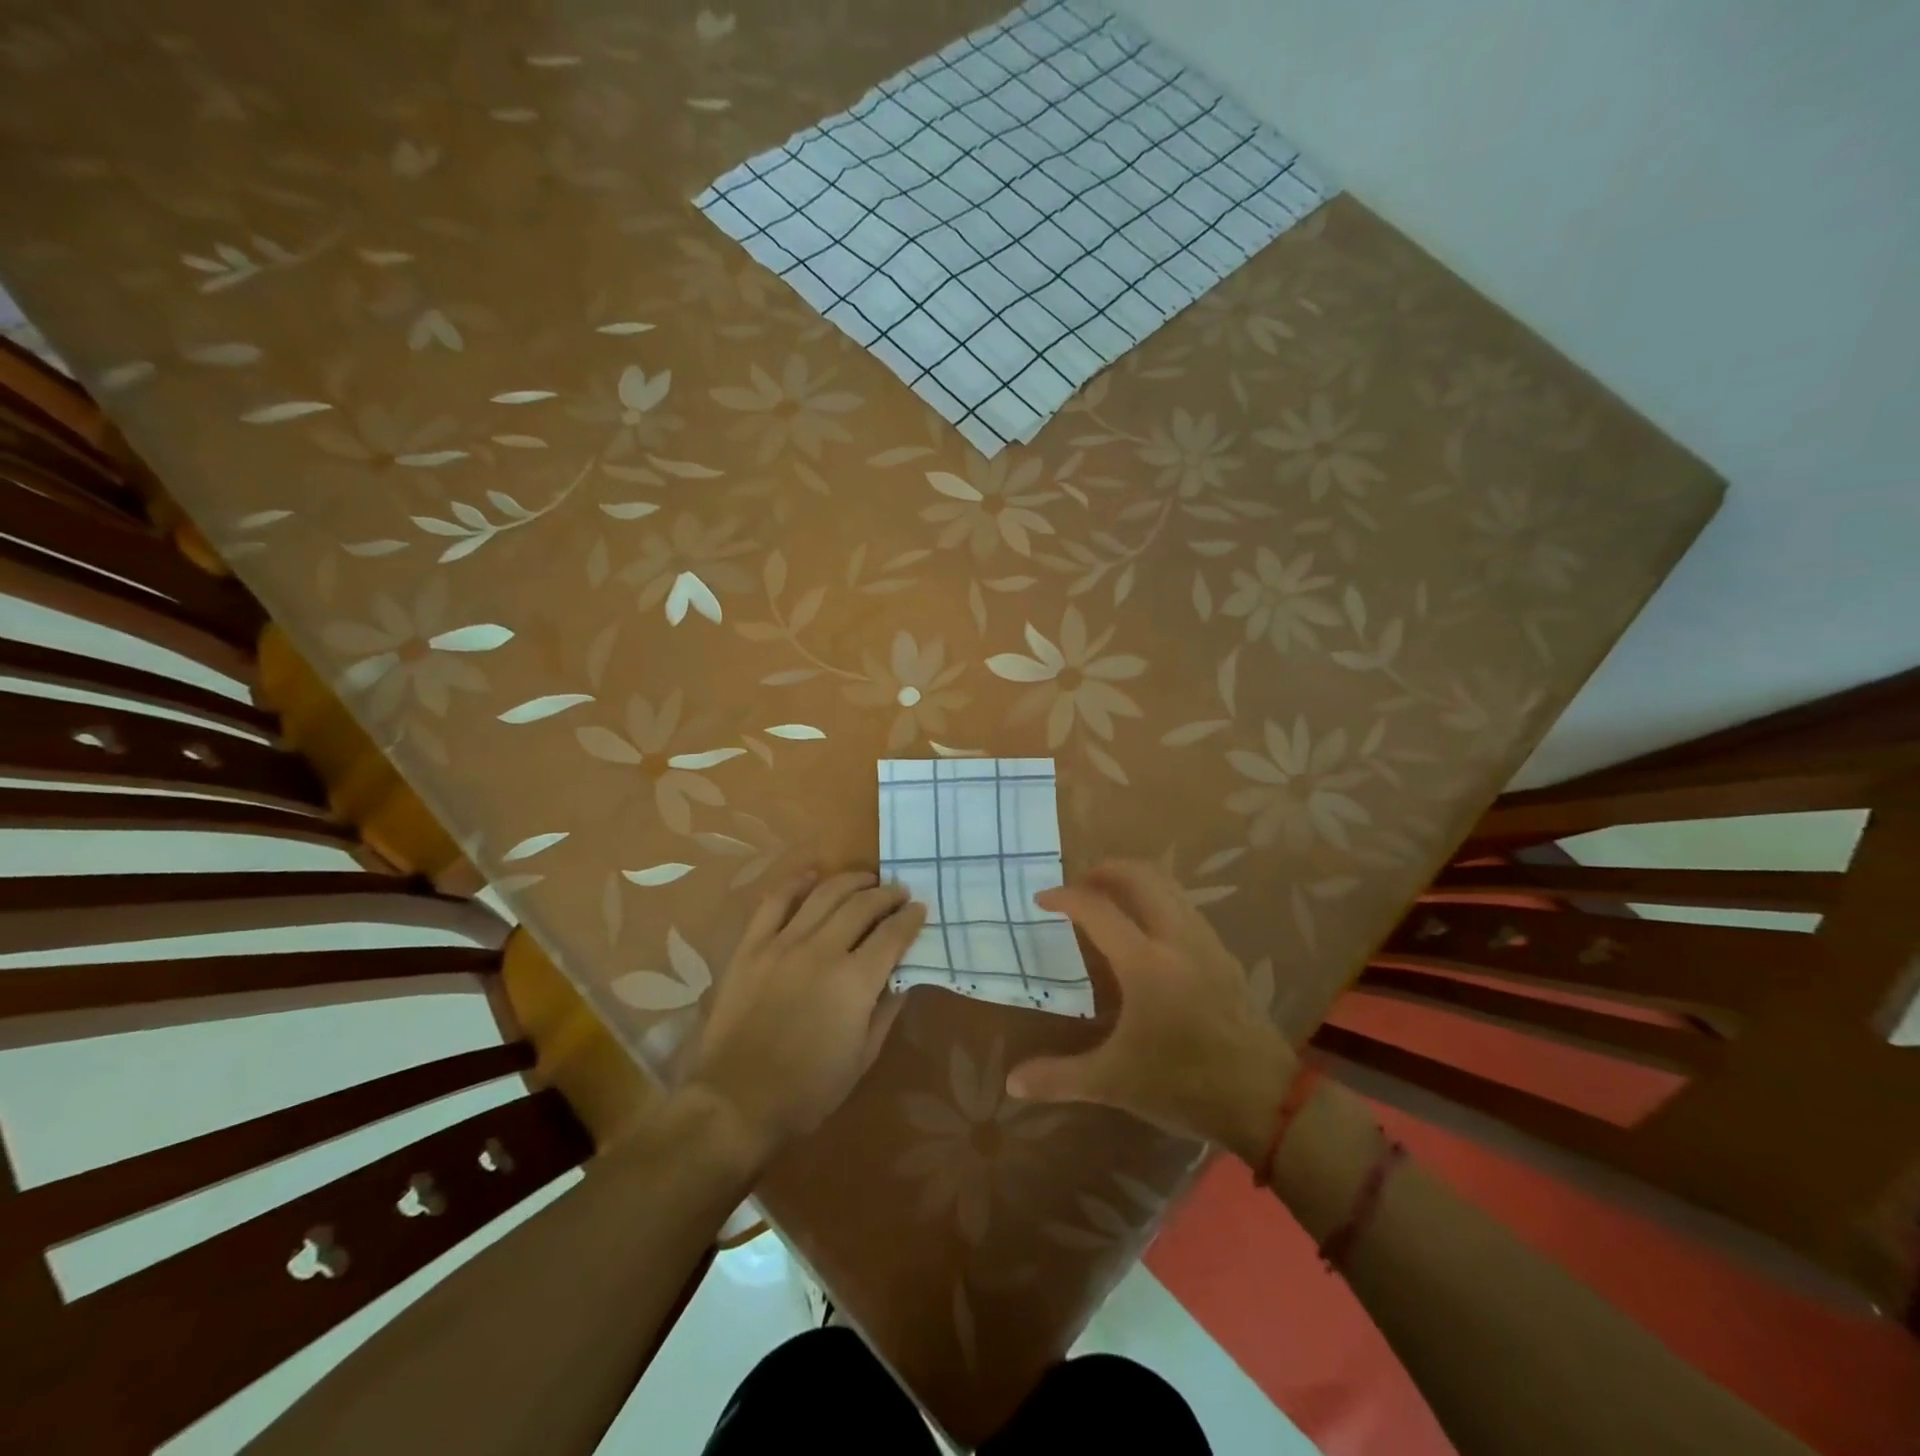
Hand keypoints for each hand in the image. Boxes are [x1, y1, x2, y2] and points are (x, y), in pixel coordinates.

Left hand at [683, 869, 925, 1163]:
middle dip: (887, 894)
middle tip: (898, 892)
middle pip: (862, 906)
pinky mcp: (752, 947)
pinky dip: (796, 883)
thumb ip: (886, 1009)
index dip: (911, 918)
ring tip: (867, 879)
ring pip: (824, 894)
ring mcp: (783, 944)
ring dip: (852, 881)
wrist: (737, 1101)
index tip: (919, 909)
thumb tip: (903, 977)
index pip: (893, 934)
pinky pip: (775, 902)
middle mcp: (822, 951)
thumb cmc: (809, 1090)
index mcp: (855, 982)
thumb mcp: (863, 1058)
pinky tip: (813, 874)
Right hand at [1005, 859, 1296, 1163]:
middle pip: (1141, 876)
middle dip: (1104, 870)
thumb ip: (1059, 1078)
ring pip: (1168, 887)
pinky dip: (1157, 901)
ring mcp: (1206, 944)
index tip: (1041, 900)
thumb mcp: (1114, 1083)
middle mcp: (1177, 939)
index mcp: (1146, 963)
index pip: (1097, 909)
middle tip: (1077, 888)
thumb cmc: (1184, 1085)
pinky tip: (1145, 934)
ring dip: (1133, 882)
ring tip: (1107, 903)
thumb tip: (1012, 1083)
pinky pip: (1184, 907)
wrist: (1267, 1100)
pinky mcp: (1223, 956)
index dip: (1065, 897)